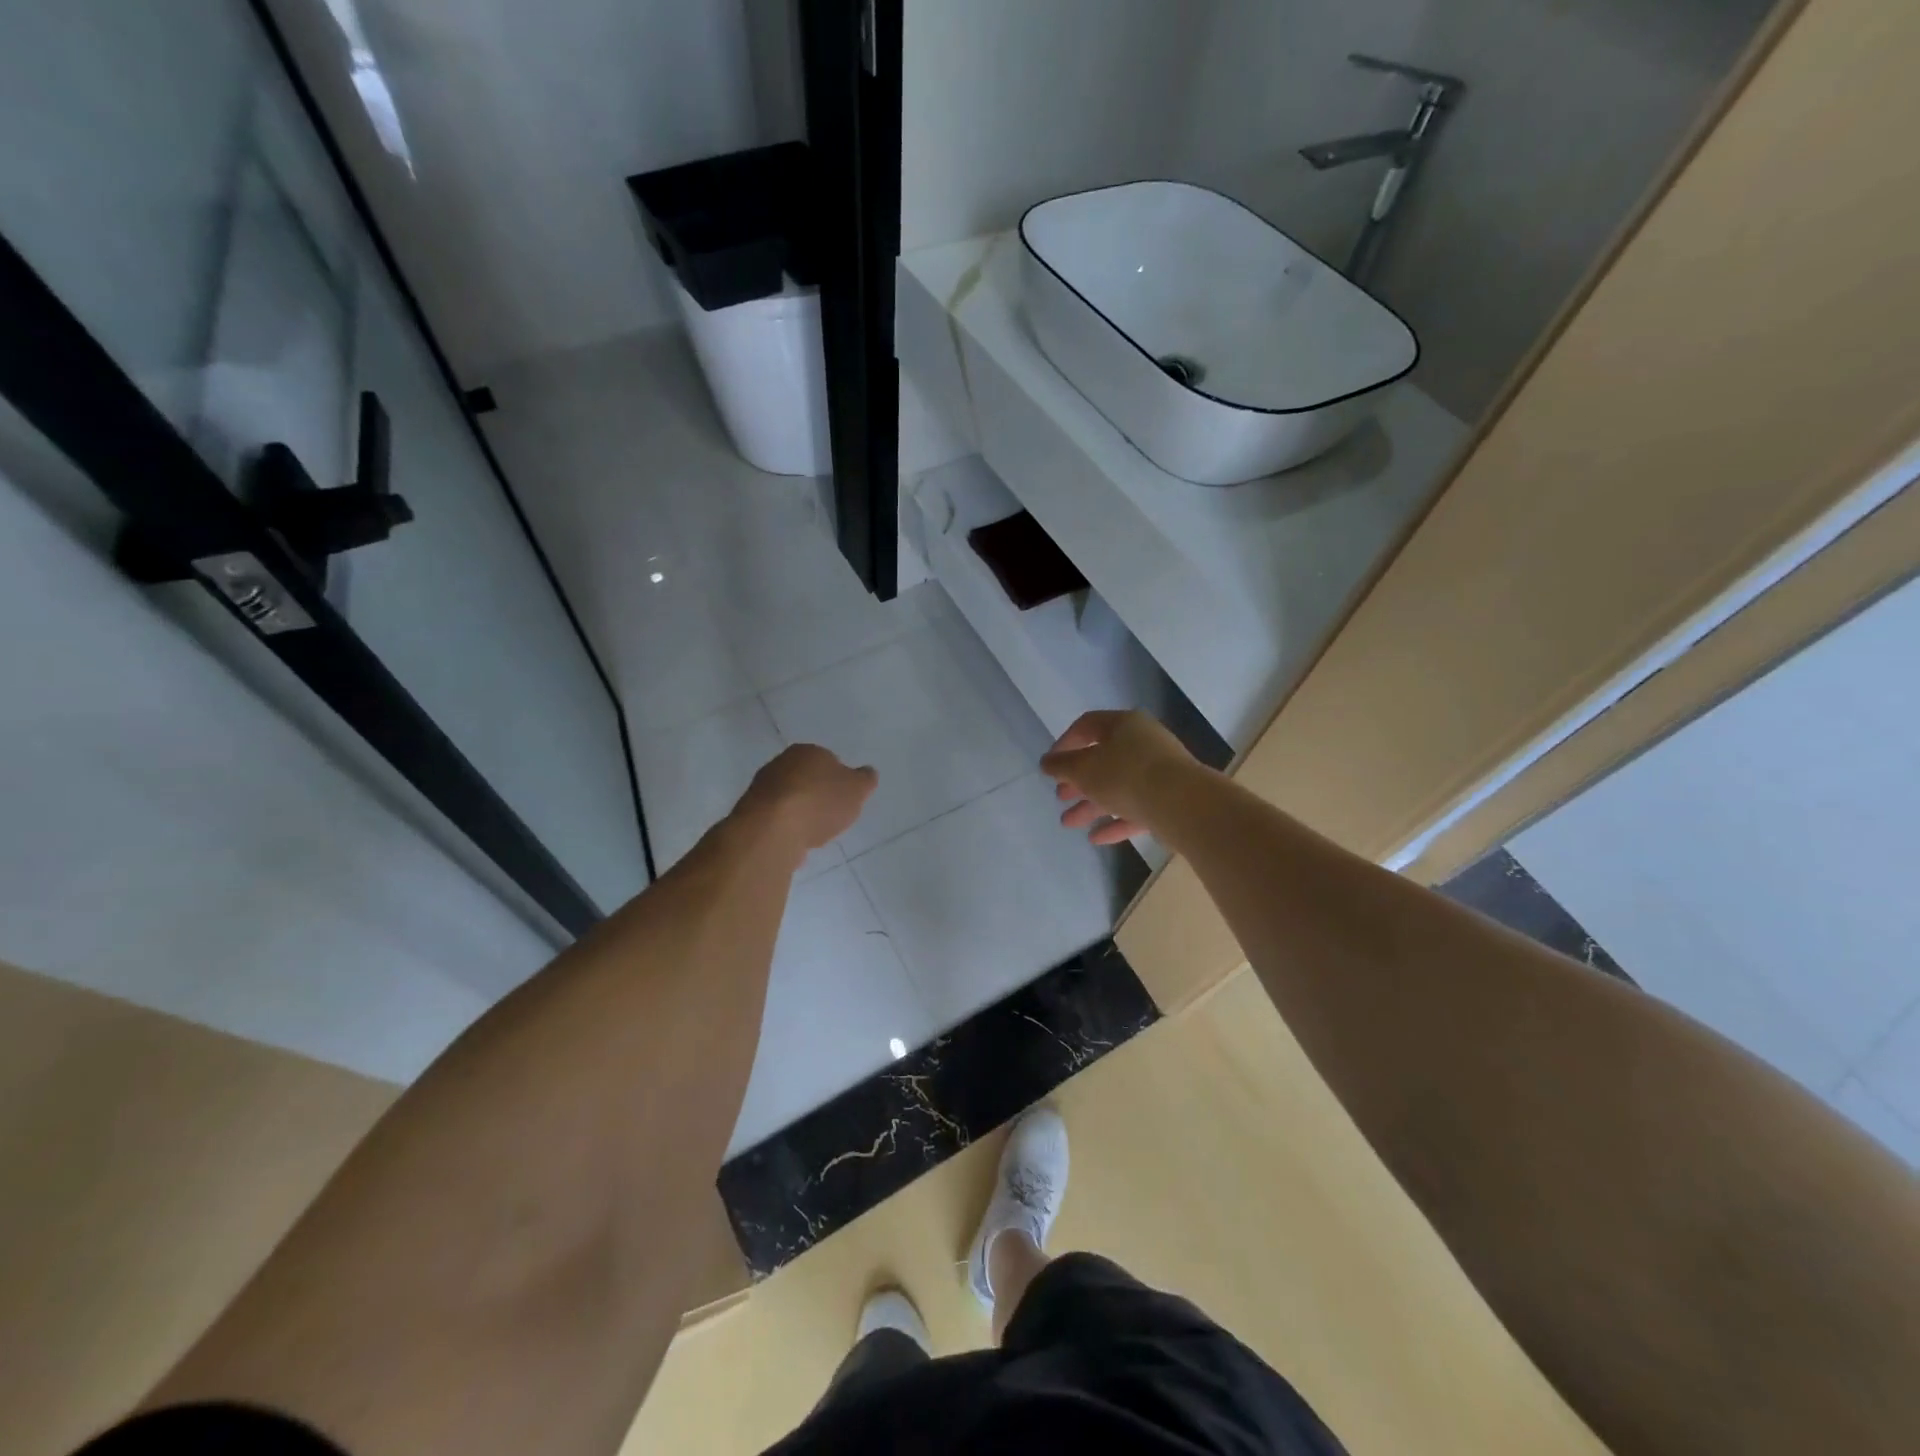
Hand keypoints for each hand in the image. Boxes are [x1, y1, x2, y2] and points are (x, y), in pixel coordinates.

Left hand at [736, 744, 877, 852]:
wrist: (772, 829)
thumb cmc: (820, 803)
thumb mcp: (857, 790)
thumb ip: (865, 780)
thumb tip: (867, 772)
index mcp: (808, 751)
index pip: (828, 760)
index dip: (838, 779)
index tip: (844, 798)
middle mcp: (781, 763)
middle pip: (805, 778)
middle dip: (817, 794)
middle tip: (830, 815)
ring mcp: (761, 788)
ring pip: (788, 798)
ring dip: (799, 812)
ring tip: (813, 832)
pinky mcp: (749, 813)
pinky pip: (775, 818)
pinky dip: (785, 828)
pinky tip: (794, 842)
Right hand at [1040, 710, 1197, 843]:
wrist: (1183, 804)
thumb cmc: (1126, 776)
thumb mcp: (1084, 770)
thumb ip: (1062, 766)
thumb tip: (1047, 762)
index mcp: (1123, 724)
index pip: (1087, 726)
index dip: (1064, 744)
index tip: (1050, 765)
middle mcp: (1143, 743)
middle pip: (1103, 759)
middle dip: (1078, 781)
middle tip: (1060, 797)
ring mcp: (1160, 772)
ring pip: (1119, 786)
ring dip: (1092, 804)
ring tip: (1069, 823)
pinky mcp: (1170, 800)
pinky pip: (1137, 808)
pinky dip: (1116, 821)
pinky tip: (1097, 838)